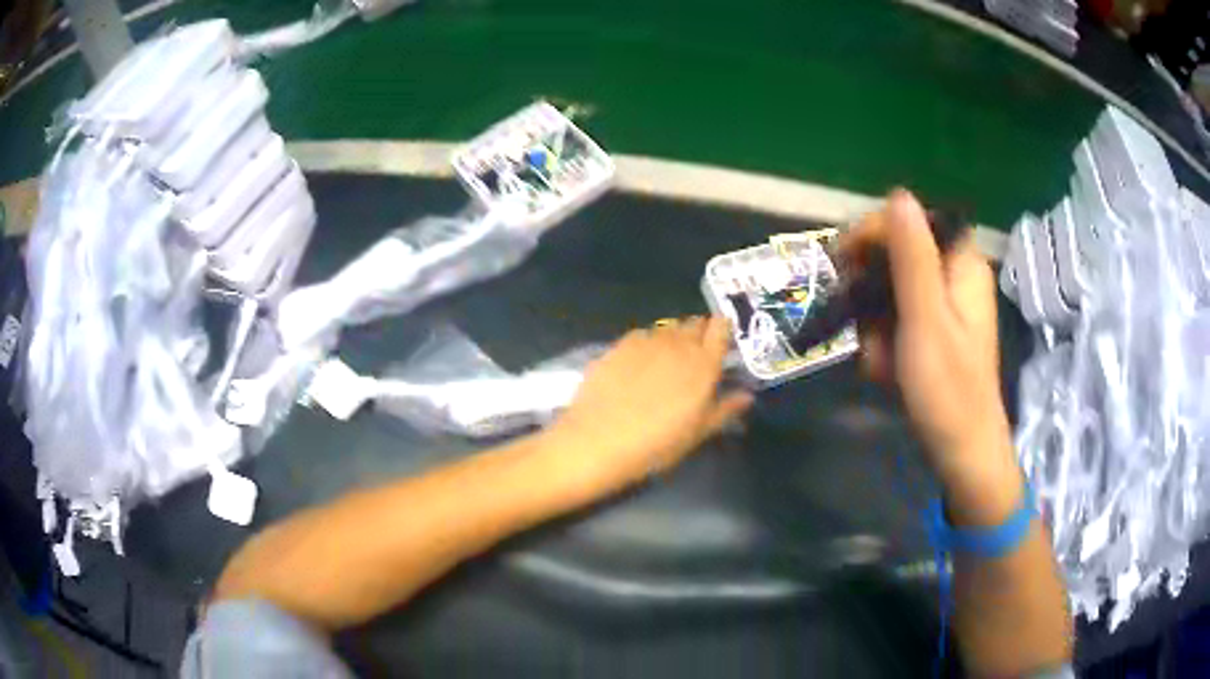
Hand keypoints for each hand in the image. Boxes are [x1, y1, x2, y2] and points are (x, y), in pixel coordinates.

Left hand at [545, 317, 752, 495]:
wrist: (598, 441)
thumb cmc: (656, 444)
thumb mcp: (696, 434)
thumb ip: (724, 409)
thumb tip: (747, 395)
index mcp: (704, 364)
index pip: (721, 327)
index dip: (722, 330)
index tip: (721, 344)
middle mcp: (678, 344)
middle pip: (694, 323)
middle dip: (698, 334)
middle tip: (694, 358)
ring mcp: (646, 341)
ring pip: (668, 327)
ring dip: (672, 338)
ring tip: (664, 363)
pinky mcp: (619, 344)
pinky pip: (641, 335)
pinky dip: (646, 344)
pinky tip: (637, 366)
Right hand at [842, 190, 1010, 479]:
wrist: (961, 452)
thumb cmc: (948, 388)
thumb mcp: (925, 319)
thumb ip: (912, 257)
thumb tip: (898, 194)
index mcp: (962, 266)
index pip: (915, 221)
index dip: (878, 232)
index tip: (845, 259)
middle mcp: (954, 278)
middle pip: (900, 256)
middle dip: (872, 291)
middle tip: (857, 321)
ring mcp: (943, 308)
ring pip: (891, 292)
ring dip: (874, 324)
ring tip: (879, 361)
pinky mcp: (932, 333)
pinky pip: (896, 320)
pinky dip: (884, 342)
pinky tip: (885, 371)